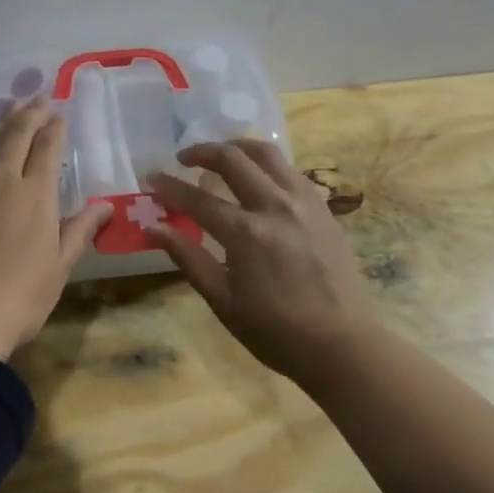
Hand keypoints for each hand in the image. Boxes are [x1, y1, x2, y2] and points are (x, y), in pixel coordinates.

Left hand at [0, 97, 111, 360]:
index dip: (54, 127)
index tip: (58, 114)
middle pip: (14, 134)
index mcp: (36, 194)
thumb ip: (80, 230)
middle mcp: (0, 179)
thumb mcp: (59, 267)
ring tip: (7, 112)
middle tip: (37, 98)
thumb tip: (104, 206)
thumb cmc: (19, 297)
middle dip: (28, 112)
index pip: (47, 147)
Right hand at [148, 140, 380, 381]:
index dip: (169, 186)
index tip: (151, 177)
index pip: (197, 198)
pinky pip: (291, 171)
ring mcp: (304, 202)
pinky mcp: (324, 209)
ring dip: (238, 147)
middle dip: (202, 151)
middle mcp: (275, 205)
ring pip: (268, 154)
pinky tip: (260, 180)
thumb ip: (187, 257)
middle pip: (233, 159)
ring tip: (222, 155)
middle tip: (183, 159)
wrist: (342, 345)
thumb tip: (153, 228)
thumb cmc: (276, 331)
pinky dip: (268, 165)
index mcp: (245, 232)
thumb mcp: (223, 300)